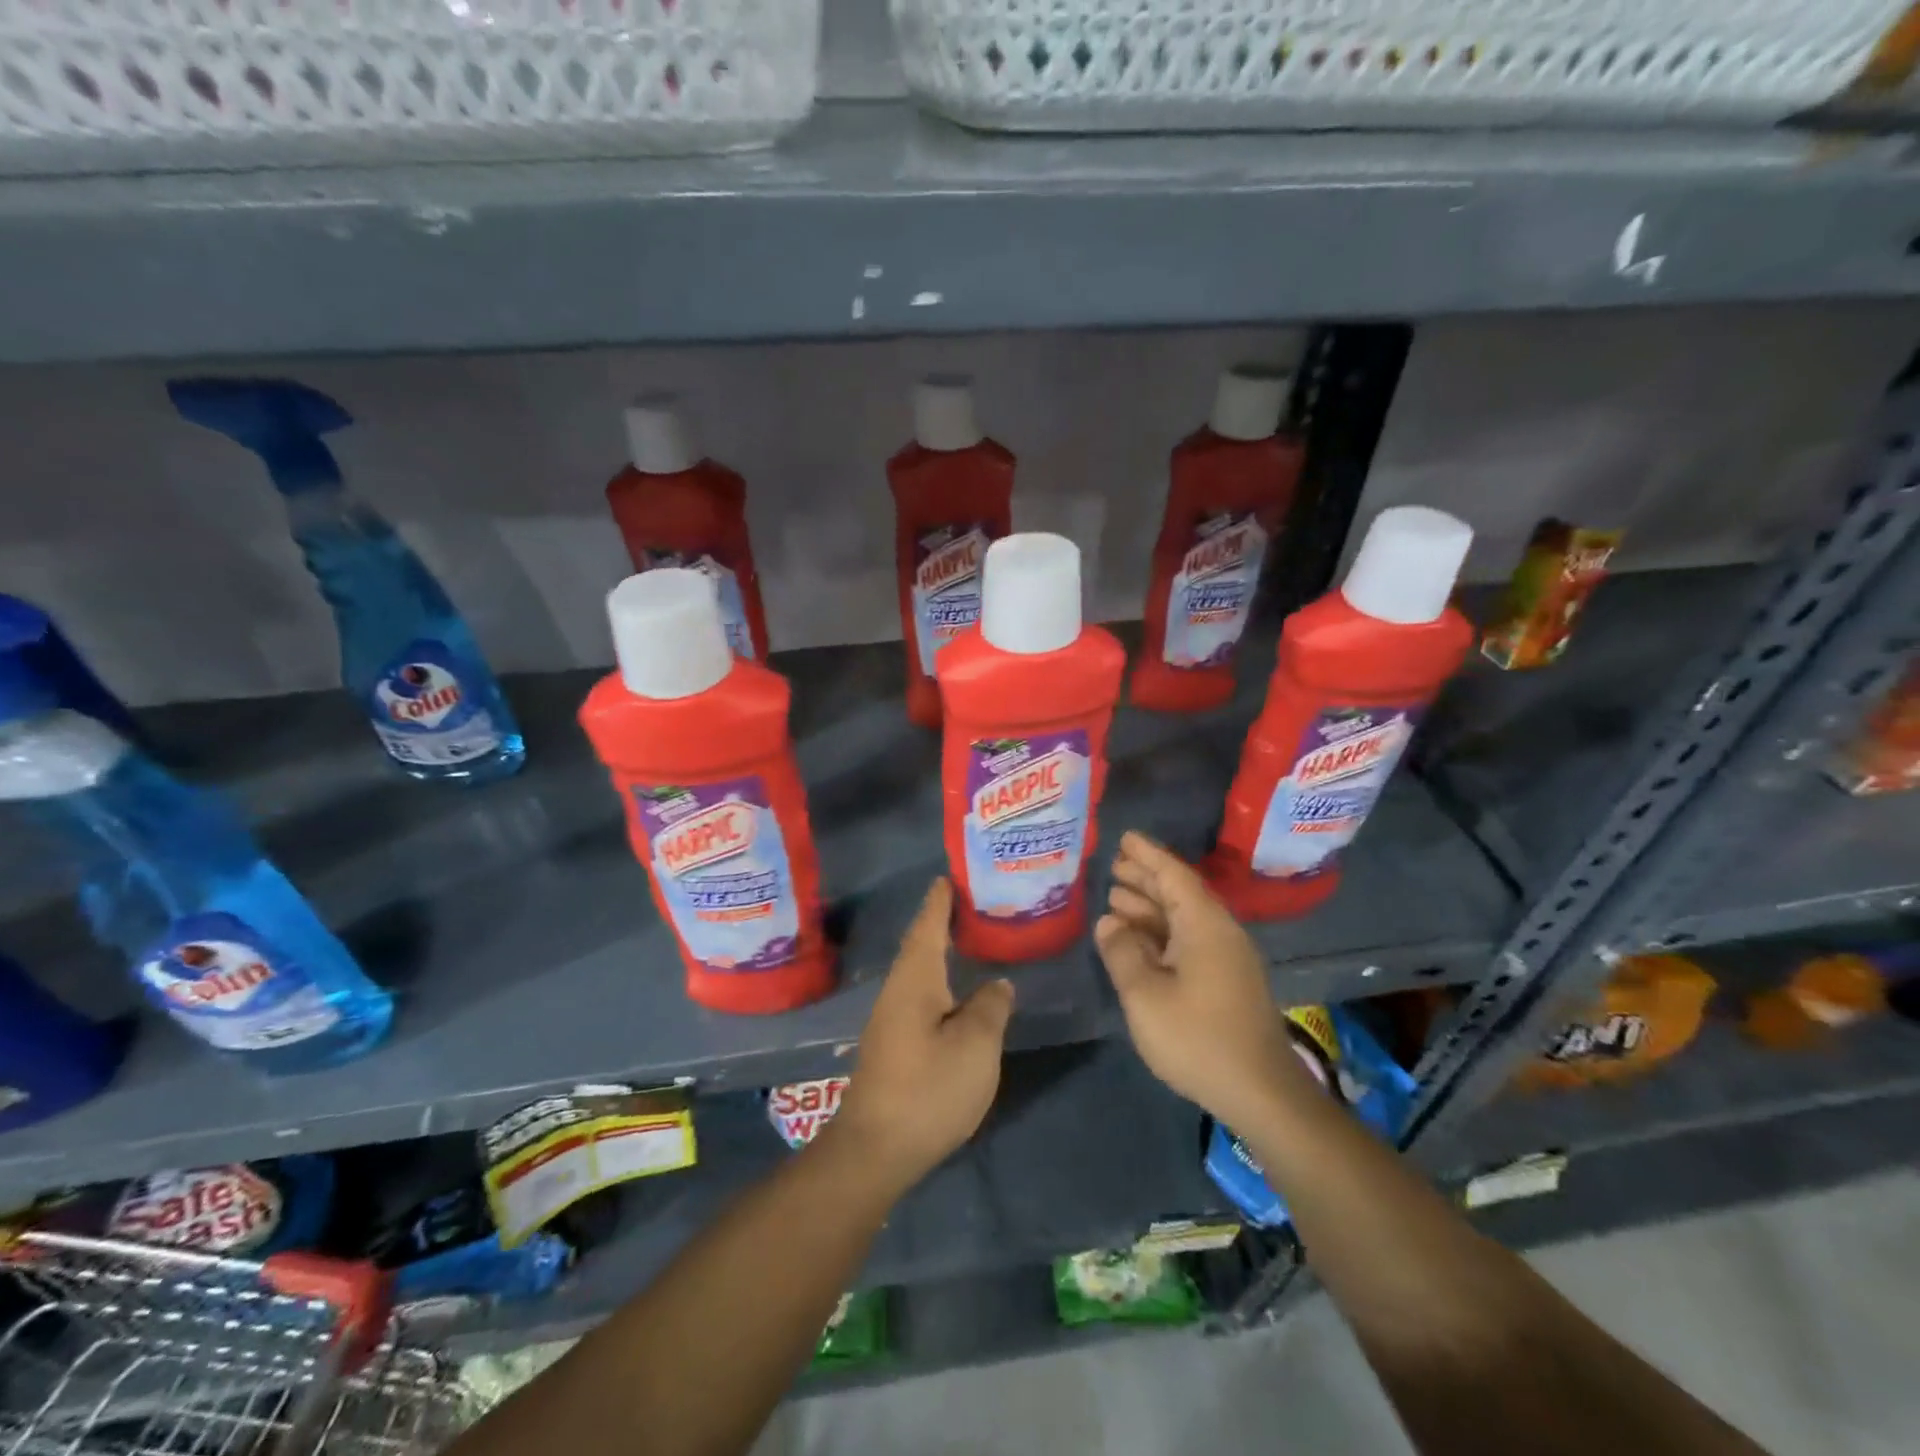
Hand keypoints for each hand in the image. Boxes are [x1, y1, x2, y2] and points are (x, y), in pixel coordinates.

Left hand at [830, 878, 1014, 1191]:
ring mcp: (891, 1019)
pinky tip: (956, 993)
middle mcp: (898, 991)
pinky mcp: (893, 1045)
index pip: (928, 926)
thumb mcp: (975, 1046)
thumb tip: (997, 984)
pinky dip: (939, 981)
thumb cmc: (928, 1089)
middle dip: (940, 922)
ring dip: (939, 951)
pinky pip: (919, 995)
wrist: (875, 1149)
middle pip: (920, 946)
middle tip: (969, 903)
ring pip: (919, 973)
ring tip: (967, 940)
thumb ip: (990, 1008)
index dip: (940, 901)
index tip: (950, 876)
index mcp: (915, 980)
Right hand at [1094, 832, 1309, 1130]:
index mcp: (1205, 925)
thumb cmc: (1198, 1038)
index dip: (1148, 855)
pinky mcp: (1226, 981)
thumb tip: (1109, 922)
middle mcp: (1219, 933)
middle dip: (1146, 877)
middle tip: (1113, 864)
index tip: (1124, 837)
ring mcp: (1226, 958)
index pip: (1174, 875)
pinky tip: (1137, 939)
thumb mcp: (1145, 995)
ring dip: (1151, 906)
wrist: (1261, 1092)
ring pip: (1184, 919)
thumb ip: (1122, 952)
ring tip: (1116, 896)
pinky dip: (1160, 932)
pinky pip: (1188, 940)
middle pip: (1180, 893)